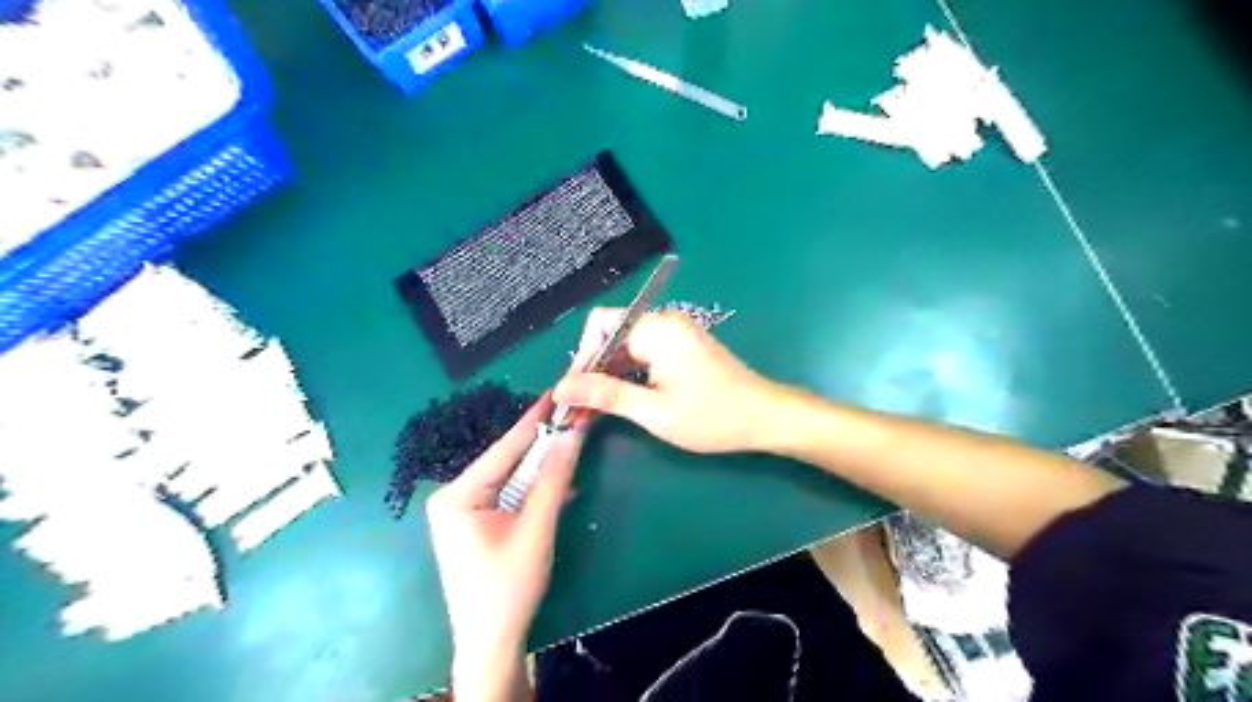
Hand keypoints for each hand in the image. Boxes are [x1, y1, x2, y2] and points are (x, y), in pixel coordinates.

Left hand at [426, 395, 585, 696]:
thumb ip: (554, 478)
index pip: (504, 448)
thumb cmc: (509, 586)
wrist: (492, 642)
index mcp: (457, 494)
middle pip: (507, 461)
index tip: (557, 391)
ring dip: (542, 467)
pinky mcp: (476, 523)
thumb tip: (573, 433)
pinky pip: (510, 495)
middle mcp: (454, 496)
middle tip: (572, 415)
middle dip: (542, 443)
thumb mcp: (536, 528)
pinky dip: (535, 490)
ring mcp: (463, 510)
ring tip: (572, 439)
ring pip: (511, 477)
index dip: (535, 419)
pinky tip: (560, 481)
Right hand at [554, 306, 779, 453]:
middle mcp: (663, 321)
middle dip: (591, 369)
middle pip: (610, 334)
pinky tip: (618, 399)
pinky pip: (642, 351)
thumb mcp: (654, 411)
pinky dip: (627, 373)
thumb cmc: (712, 417)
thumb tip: (561, 390)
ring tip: (592, 409)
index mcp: (657, 329)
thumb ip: (606, 396)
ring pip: (624, 344)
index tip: (571, 394)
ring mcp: (674, 332)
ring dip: (608, 374)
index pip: (599, 328)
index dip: (580, 359)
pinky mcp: (681, 344)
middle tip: (577, 407)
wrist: (764, 416)